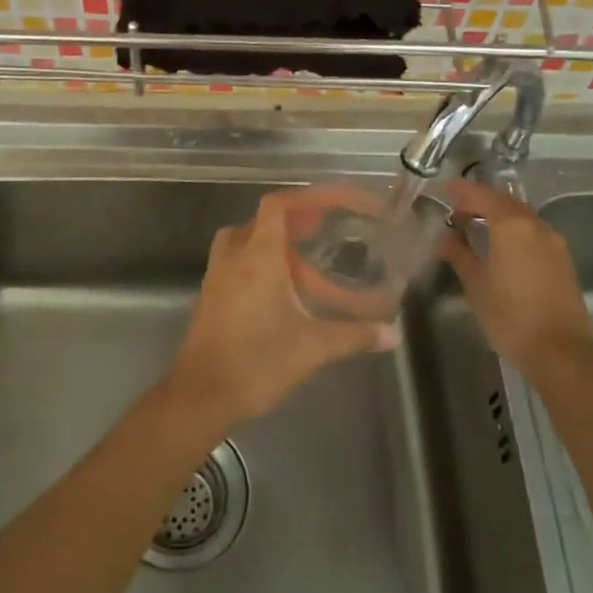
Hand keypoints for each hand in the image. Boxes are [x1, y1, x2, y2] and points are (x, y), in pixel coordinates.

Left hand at [169, 191, 399, 425]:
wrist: (200, 395)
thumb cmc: (257, 362)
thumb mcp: (312, 347)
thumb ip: (354, 335)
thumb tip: (392, 334)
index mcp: (257, 255)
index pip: (279, 204)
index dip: (310, 197)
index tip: (339, 203)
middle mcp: (234, 255)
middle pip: (266, 220)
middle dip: (298, 223)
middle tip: (327, 232)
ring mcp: (218, 274)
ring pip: (249, 241)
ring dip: (278, 246)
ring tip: (308, 265)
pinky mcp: (212, 294)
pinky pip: (239, 262)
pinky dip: (263, 265)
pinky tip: (285, 293)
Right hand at [441, 178, 592, 368]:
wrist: (561, 352)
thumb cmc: (510, 316)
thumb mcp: (475, 284)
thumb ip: (459, 254)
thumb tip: (446, 237)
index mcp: (511, 225)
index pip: (482, 195)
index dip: (462, 190)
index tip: (444, 189)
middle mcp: (536, 226)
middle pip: (505, 202)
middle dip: (481, 201)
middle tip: (457, 209)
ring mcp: (554, 243)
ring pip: (522, 217)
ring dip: (499, 215)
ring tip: (477, 226)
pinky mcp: (563, 261)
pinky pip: (533, 233)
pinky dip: (514, 230)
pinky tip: (502, 246)